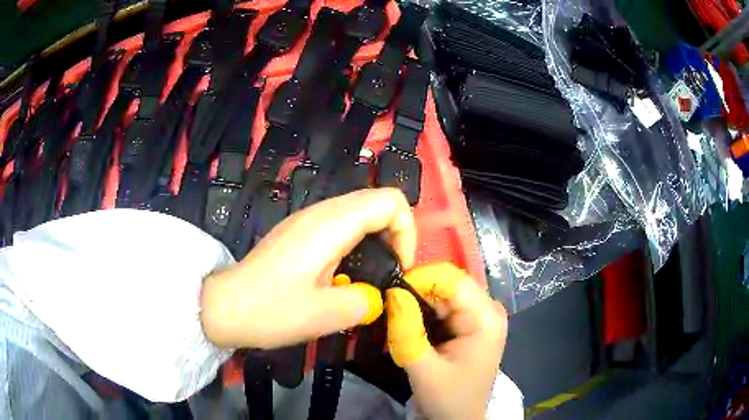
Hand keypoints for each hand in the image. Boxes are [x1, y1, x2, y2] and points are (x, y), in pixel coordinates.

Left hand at [200, 188, 416, 348]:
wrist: (223, 306)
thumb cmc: (270, 310)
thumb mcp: (325, 316)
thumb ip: (365, 302)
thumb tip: (376, 298)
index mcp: (330, 225)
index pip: (390, 201)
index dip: (407, 232)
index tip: (398, 268)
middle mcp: (320, 212)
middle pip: (376, 201)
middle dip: (395, 234)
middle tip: (389, 272)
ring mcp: (306, 219)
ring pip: (358, 211)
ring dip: (376, 238)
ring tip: (369, 275)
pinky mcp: (297, 232)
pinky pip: (339, 224)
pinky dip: (356, 242)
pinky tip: (342, 274)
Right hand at [386, 263, 507, 419]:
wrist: (460, 419)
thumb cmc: (448, 399)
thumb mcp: (423, 369)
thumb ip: (407, 332)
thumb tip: (391, 291)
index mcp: (486, 318)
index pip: (451, 279)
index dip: (419, 279)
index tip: (389, 292)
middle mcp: (488, 308)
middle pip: (447, 284)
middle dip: (415, 292)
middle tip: (387, 308)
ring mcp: (480, 314)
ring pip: (442, 293)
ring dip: (416, 302)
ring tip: (394, 318)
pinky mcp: (470, 322)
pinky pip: (442, 305)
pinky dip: (422, 312)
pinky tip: (408, 325)